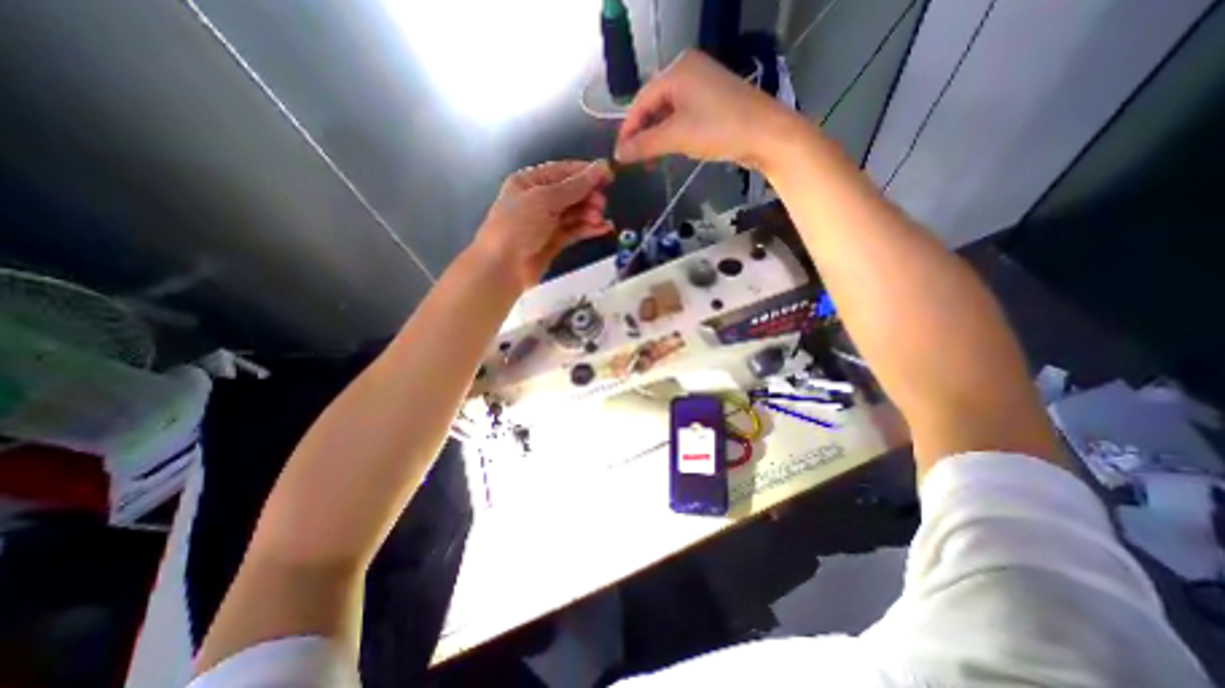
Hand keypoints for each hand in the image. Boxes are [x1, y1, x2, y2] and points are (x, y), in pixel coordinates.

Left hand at [476, 159, 618, 290]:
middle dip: (588, 196)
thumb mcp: (545, 200)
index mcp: (530, 181)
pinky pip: (575, 230)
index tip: (609, 176)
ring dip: (590, 213)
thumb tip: (601, 167)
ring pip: (575, 212)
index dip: (586, 172)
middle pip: (571, 192)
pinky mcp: (554, 241)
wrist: (503, 267)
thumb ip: (575, 186)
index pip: (563, 171)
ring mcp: (547, 222)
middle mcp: (539, 199)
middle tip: (602, 204)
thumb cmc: (518, 226)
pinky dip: (588, 229)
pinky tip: (603, 229)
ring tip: (600, 219)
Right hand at [612, 48, 805, 170]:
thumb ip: (644, 145)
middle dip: (643, 134)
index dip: (628, 130)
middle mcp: (688, 71)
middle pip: (654, 105)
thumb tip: (618, 154)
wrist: (766, 134)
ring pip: (668, 113)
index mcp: (678, 70)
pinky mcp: (713, 100)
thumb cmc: (719, 130)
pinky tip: (671, 149)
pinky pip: (683, 116)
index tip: (620, 155)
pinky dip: (673, 134)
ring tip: (652, 160)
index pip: (641, 101)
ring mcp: (703, 84)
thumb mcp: (677, 137)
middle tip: (636, 161)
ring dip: (657, 137)